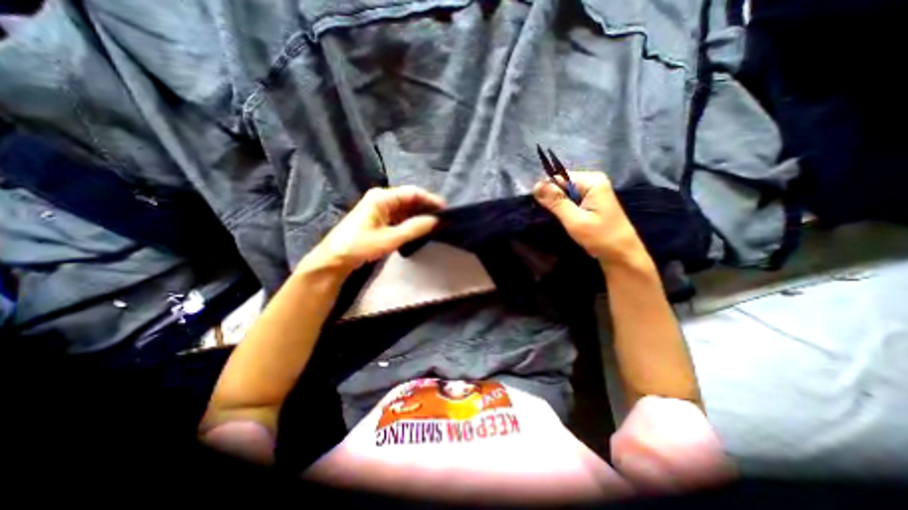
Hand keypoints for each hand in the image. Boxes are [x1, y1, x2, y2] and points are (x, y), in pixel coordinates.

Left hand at [304, 184, 445, 275]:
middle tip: (444, 219)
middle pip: (410, 199)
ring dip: (420, 215)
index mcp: (382, 197)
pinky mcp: (379, 218)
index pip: (413, 193)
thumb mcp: (390, 238)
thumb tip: (437, 220)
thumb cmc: (359, 247)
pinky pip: (400, 216)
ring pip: (406, 208)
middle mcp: (382, 198)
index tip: (447, 210)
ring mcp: (380, 208)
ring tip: (436, 224)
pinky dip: (411, 221)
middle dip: (427, 208)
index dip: (431, 200)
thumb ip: (415, 228)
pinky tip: (421, 228)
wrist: (334, 259)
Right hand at [533, 171, 649, 265]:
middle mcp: (592, 181)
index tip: (539, 207)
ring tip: (553, 219)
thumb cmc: (601, 238)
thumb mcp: (575, 221)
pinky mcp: (590, 201)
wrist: (622, 254)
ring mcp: (592, 191)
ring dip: (556, 205)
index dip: (546, 191)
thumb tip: (535, 185)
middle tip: (546, 216)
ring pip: (564, 193)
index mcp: (592, 181)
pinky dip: (562, 209)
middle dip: (551, 198)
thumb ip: (556, 202)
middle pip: (561, 184)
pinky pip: (570, 200)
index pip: (558, 177)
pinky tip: (561, 219)